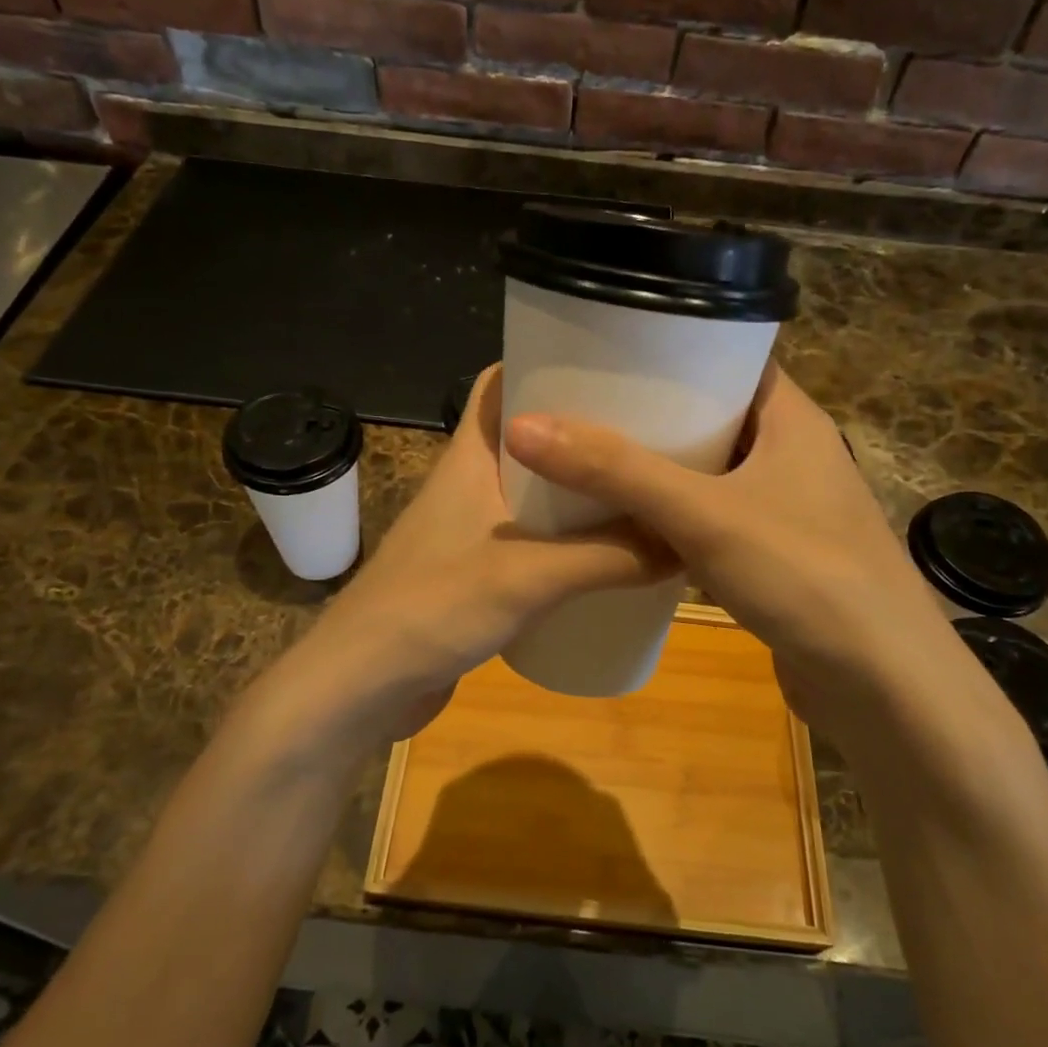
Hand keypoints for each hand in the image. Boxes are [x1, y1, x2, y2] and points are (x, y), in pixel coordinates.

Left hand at [281, 366, 674, 751]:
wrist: (361, 685)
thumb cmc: (435, 606)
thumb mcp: (530, 576)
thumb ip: (610, 557)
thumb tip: (686, 540)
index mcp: (470, 457)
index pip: (500, 382)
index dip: (545, 361)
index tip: (609, 363)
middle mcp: (469, 483)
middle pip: (529, 437)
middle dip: (582, 430)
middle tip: (647, 431)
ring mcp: (469, 530)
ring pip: (533, 492)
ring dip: (577, 488)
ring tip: (640, 488)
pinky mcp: (475, 573)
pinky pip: (531, 539)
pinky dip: (566, 538)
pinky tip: (607, 554)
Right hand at [504, 364, 971, 748]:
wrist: (882, 685)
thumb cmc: (804, 575)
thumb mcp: (702, 513)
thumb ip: (616, 470)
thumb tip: (524, 426)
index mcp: (791, 419)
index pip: (731, 357)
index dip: (674, 346)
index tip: (609, 349)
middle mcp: (794, 453)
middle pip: (714, 414)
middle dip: (654, 411)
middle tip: (584, 404)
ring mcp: (789, 507)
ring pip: (712, 471)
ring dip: (662, 467)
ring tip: (593, 456)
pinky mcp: (778, 555)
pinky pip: (715, 517)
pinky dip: (676, 514)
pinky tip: (630, 522)